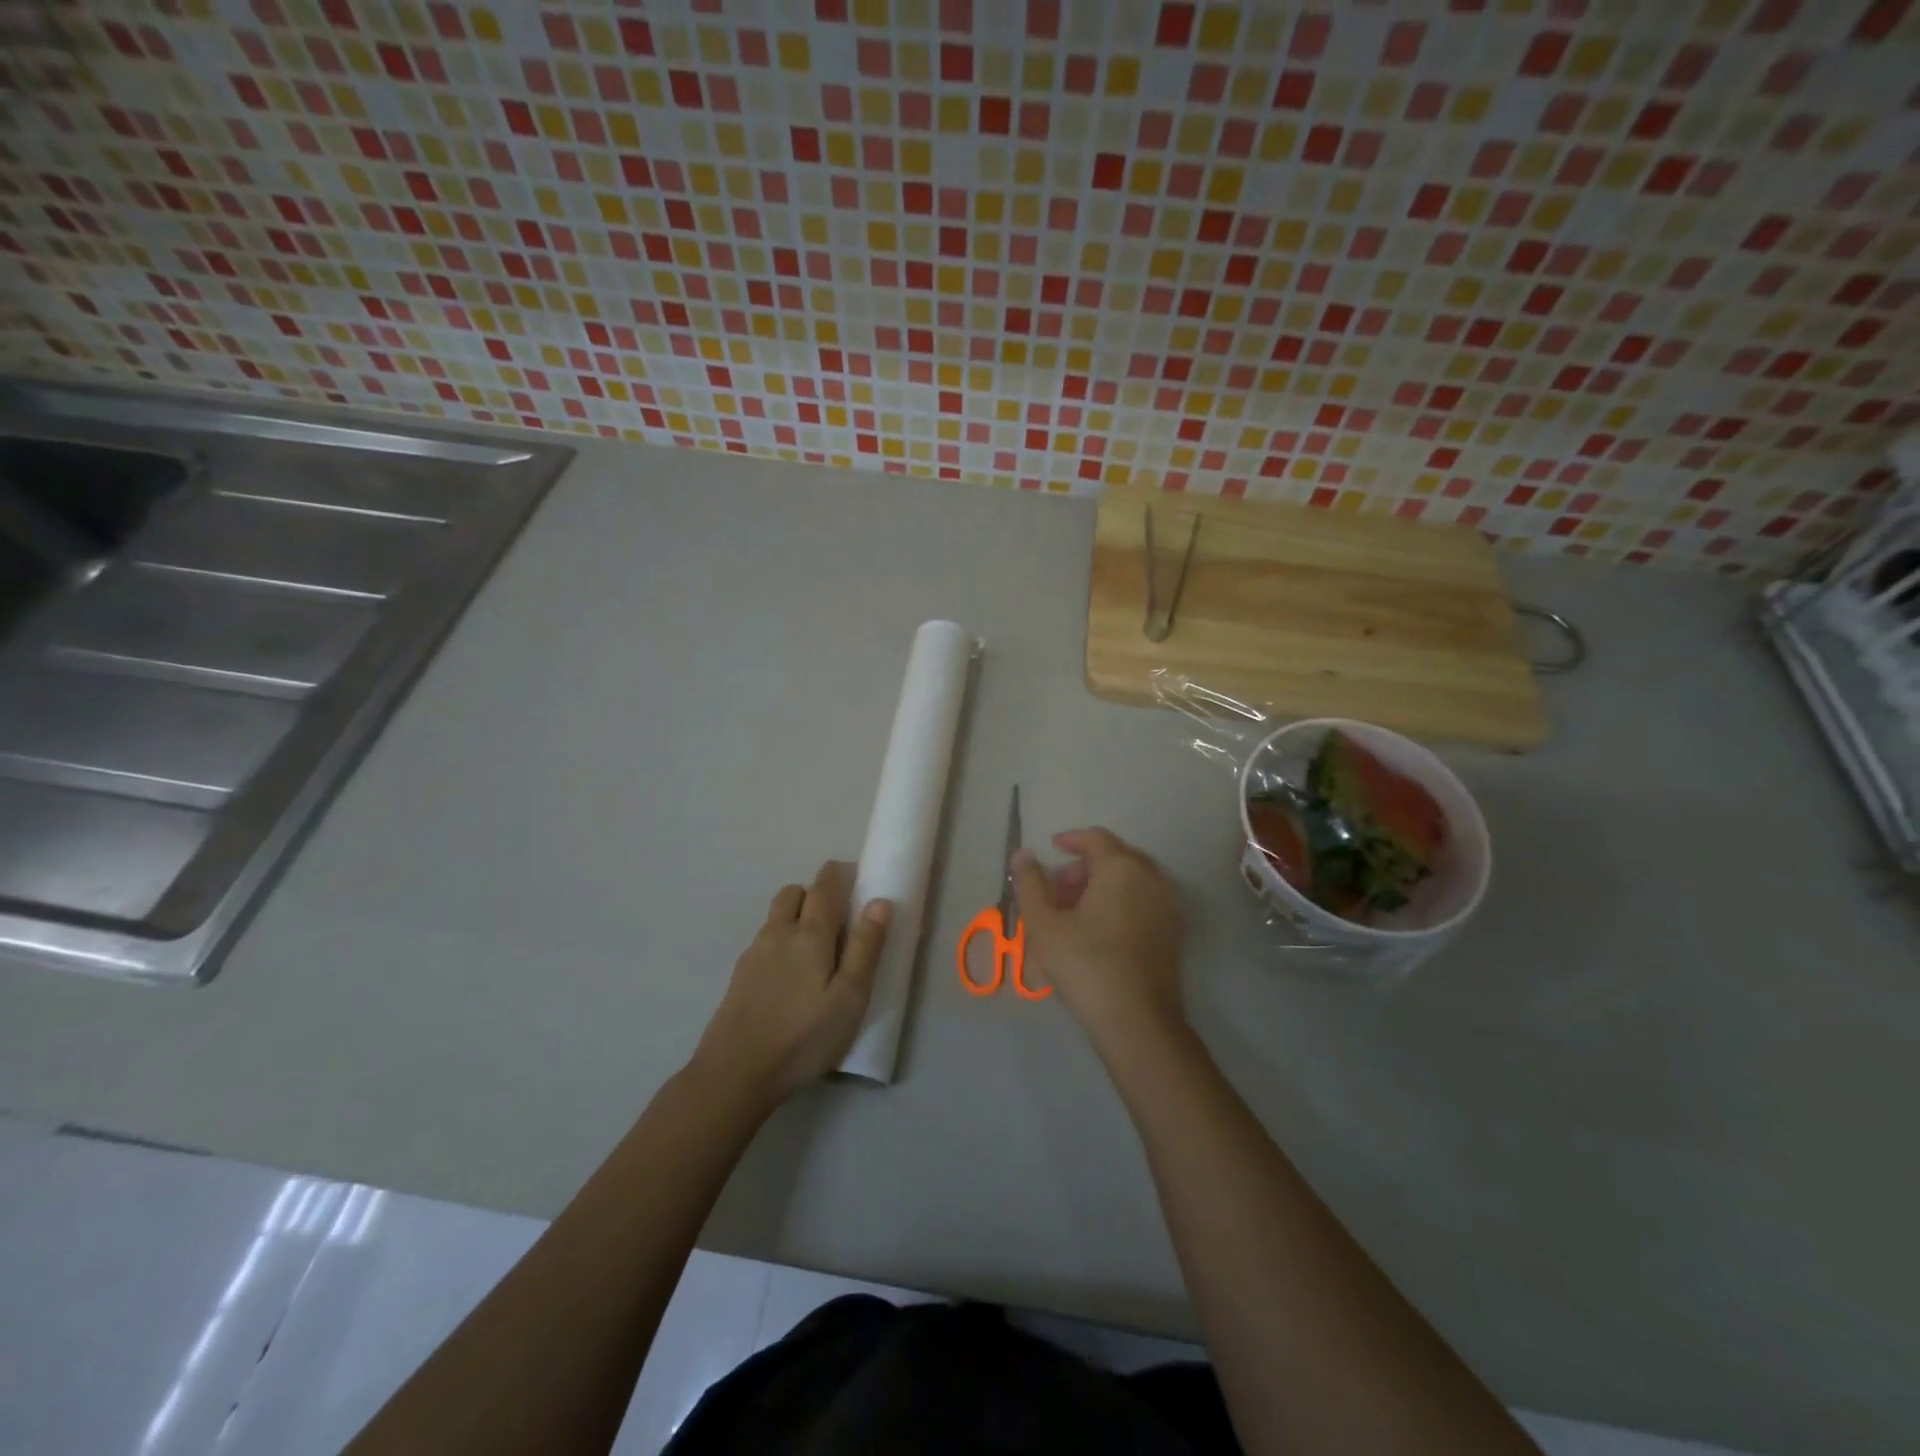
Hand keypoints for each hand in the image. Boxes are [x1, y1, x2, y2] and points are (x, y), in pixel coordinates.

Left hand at [691, 861, 891, 1104]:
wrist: (735, 1073)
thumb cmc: (804, 1036)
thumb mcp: (849, 998)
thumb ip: (865, 947)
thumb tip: (880, 901)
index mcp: (811, 933)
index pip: (826, 884)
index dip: (841, 874)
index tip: (857, 881)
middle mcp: (779, 932)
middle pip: (795, 892)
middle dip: (817, 893)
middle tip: (838, 921)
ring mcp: (754, 952)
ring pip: (777, 915)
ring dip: (797, 915)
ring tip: (815, 952)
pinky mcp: (740, 974)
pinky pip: (765, 940)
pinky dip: (781, 941)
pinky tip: (790, 977)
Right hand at [1011, 828, 1186, 1056]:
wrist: (1138, 1021)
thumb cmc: (1085, 965)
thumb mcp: (1044, 924)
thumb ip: (1030, 883)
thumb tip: (1022, 854)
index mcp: (1122, 868)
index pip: (1096, 838)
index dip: (1071, 840)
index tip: (1052, 849)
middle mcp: (1152, 878)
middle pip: (1116, 857)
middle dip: (1085, 866)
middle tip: (1059, 888)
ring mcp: (1168, 905)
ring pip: (1132, 880)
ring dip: (1103, 885)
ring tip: (1075, 911)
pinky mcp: (1175, 931)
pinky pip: (1145, 900)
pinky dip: (1122, 901)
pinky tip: (1101, 929)